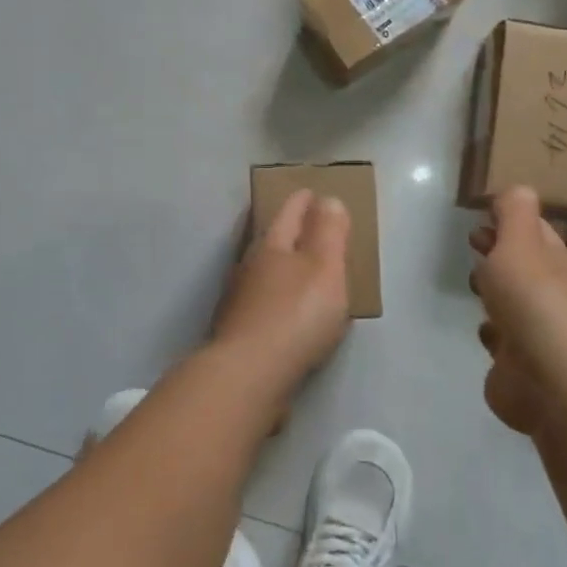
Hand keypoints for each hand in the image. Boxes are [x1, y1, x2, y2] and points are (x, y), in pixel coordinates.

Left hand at [214, 189, 351, 380]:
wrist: (248, 374)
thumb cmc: (295, 315)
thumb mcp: (325, 269)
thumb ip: (329, 233)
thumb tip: (327, 198)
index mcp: (271, 246)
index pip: (287, 213)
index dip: (301, 200)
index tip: (310, 191)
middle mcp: (249, 266)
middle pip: (270, 239)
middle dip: (287, 230)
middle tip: (305, 224)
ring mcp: (238, 299)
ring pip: (262, 271)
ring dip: (279, 264)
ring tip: (298, 268)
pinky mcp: (237, 330)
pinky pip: (260, 301)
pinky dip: (274, 295)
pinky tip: (283, 309)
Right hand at [469, 186, 566, 434]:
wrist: (550, 378)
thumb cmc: (535, 299)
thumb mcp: (521, 242)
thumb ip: (514, 213)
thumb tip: (518, 189)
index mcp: (563, 265)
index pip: (538, 235)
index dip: (511, 224)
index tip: (482, 218)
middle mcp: (558, 299)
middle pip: (527, 269)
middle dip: (502, 256)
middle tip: (474, 245)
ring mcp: (542, 336)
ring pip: (516, 306)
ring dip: (498, 296)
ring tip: (476, 286)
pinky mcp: (523, 369)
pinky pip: (505, 344)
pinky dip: (495, 335)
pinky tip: (485, 332)